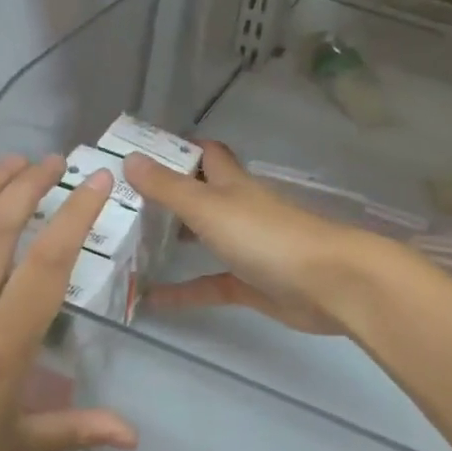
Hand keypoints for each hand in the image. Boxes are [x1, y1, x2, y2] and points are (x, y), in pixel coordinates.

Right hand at [123, 141, 369, 336]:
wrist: (328, 283)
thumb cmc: (266, 236)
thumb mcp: (209, 207)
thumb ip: (168, 187)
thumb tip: (130, 158)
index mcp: (233, 183)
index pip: (206, 155)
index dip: (178, 150)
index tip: (139, 155)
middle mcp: (239, 210)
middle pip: (202, 195)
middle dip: (168, 196)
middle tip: (123, 203)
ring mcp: (247, 248)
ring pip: (205, 238)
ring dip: (175, 240)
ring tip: (130, 245)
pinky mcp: (252, 284)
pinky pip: (210, 284)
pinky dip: (184, 291)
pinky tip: (151, 300)